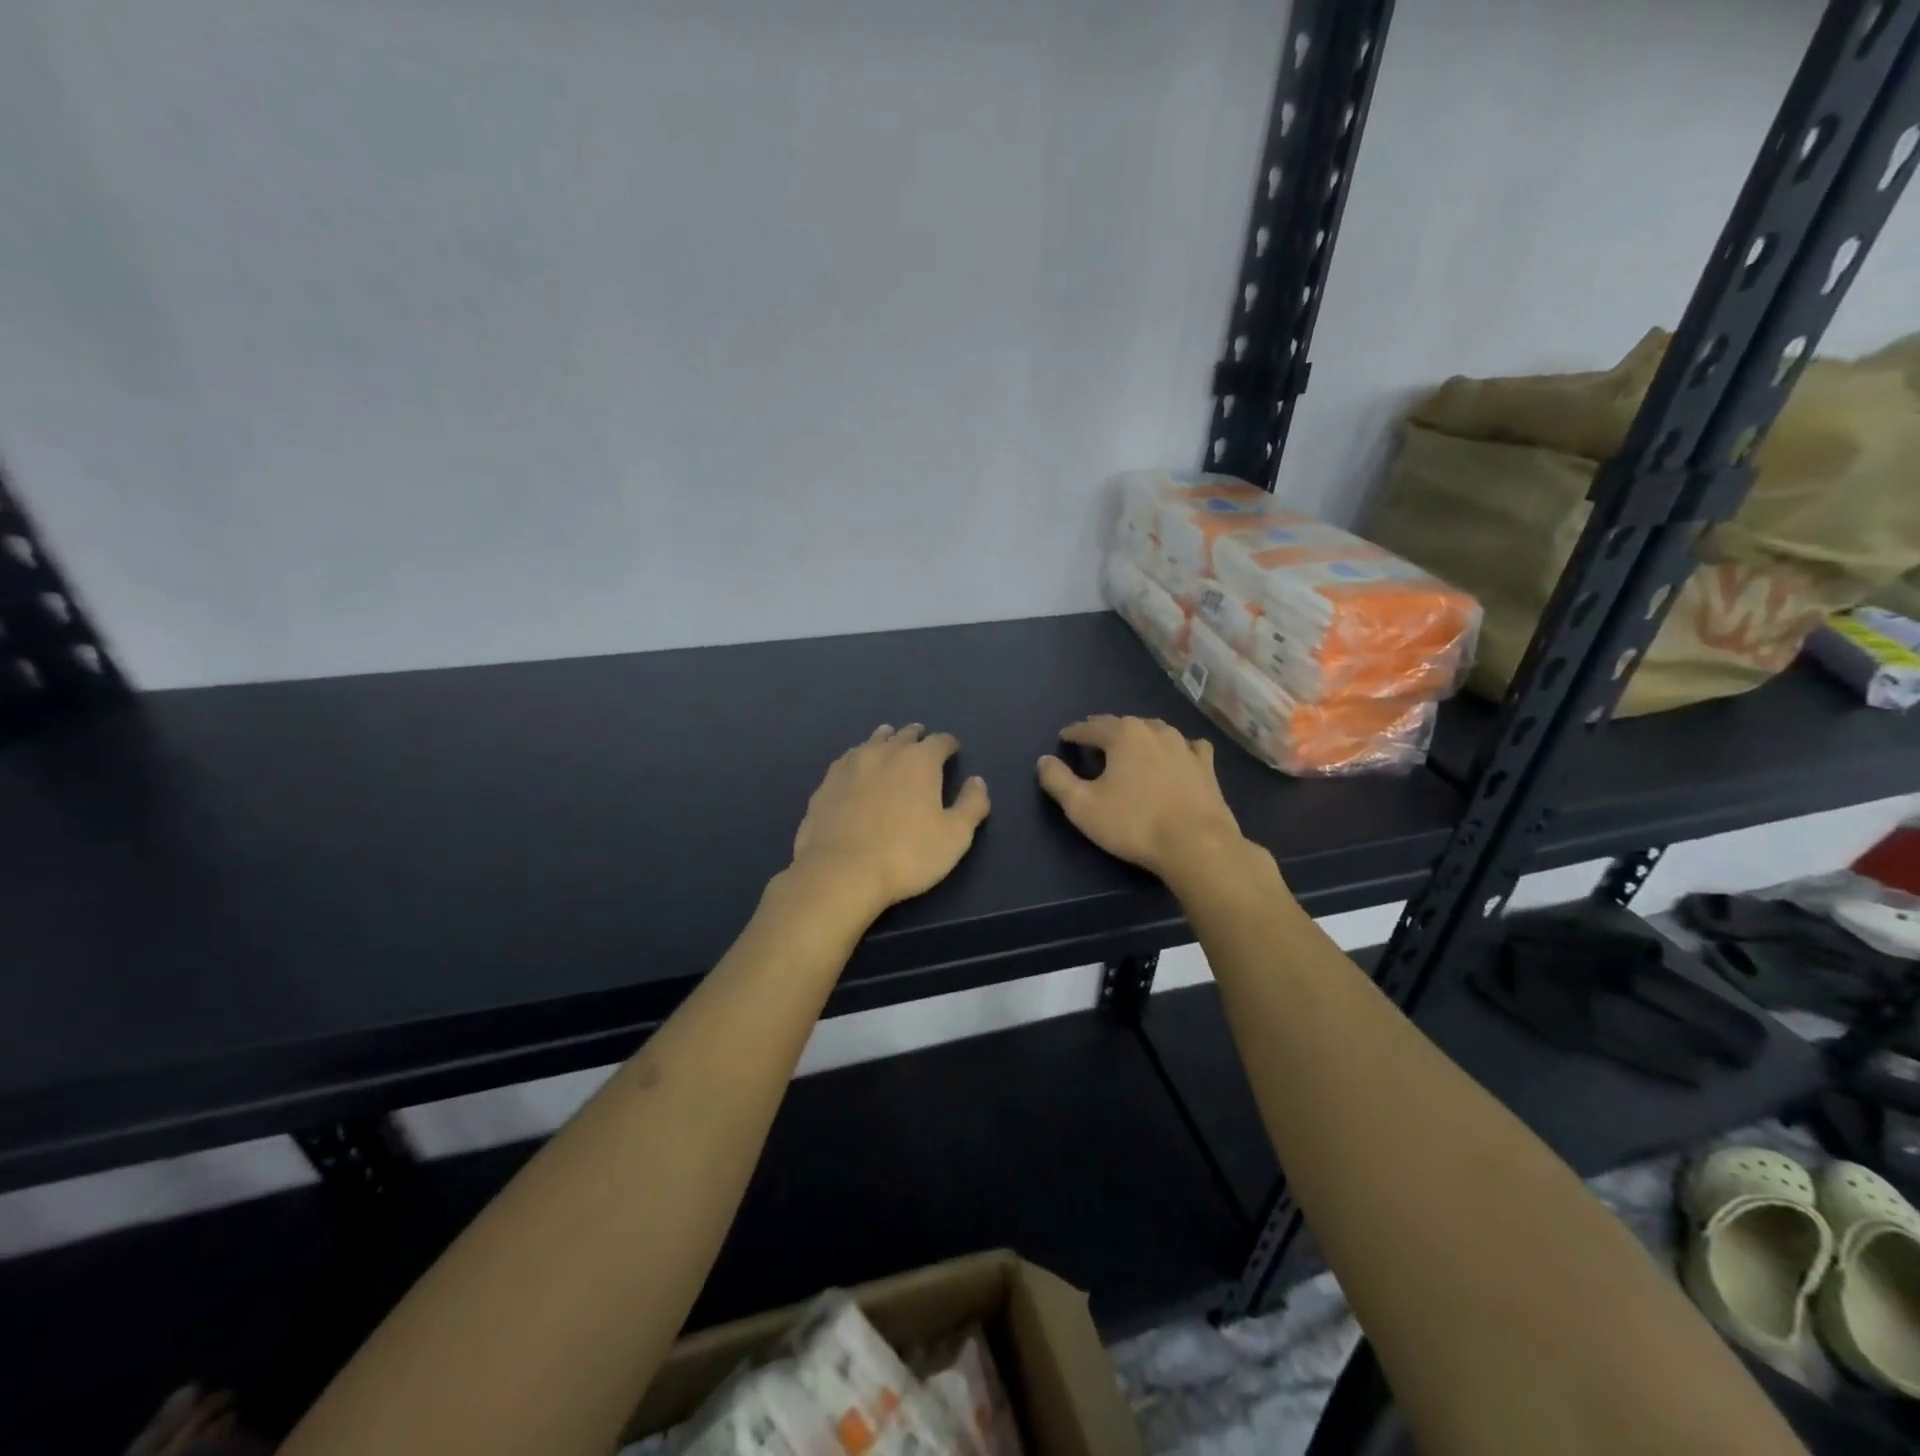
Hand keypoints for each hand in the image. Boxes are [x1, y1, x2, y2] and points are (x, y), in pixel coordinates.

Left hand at [790, 724, 990, 920]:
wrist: (841, 872)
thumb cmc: (907, 855)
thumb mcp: (955, 836)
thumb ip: (971, 804)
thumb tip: (977, 781)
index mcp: (920, 761)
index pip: (940, 741)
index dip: (949, 744)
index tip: (952, 750)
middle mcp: (885, 753)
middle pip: (904, 735)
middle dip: (916, 736)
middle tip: (921, 739)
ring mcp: (851, 766)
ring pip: (872, 742)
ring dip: (885, 740)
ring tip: (888, 740)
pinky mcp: (826, 784)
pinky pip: (847, 760)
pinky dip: (858, 758)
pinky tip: (856, 766)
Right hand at [1037, 716, 1251, 882]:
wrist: (1197, 845)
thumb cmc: (1134, 824)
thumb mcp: (1082, 806)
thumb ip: (1058, 781)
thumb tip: (1044, 760)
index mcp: (1123, 735)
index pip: (1091, 727)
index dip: (1075, 732)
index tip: (1064, 737)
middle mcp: (1154, 731)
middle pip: (1123, 724)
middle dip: (1105, 729)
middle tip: (1092, 737)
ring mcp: (1184, 746)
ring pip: (1156, 730)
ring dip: (1139, 734)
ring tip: (1130, 744)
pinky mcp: (1206, 766)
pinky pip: (1189, 746)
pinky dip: (1178, 747)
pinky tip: (1178, 753)